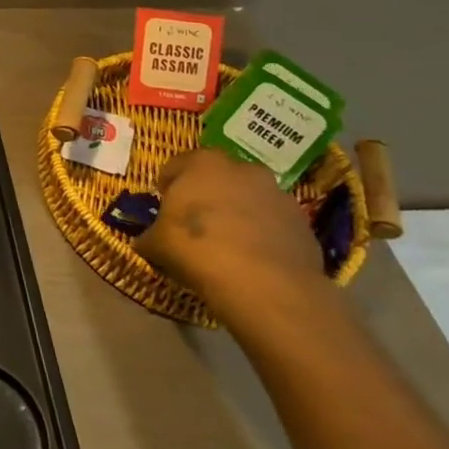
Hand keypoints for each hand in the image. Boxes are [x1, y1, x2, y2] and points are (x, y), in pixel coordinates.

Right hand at [132, 149, 327, 332]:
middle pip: (218, 178)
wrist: (265, 285)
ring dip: (238, 214)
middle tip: (197, 225)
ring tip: (228, 245)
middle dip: (207, 196)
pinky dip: (263, 235)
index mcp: (202, 163)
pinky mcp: (303, 223)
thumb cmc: (197, 249)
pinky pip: (273, 224)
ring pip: (249, 199)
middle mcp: (243, 169)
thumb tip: (145, 241)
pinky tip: (253, 260)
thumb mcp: (156, 244)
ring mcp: (278, 194)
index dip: (167, 187)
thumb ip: (149, 236)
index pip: (176, 166)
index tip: (165, 210)